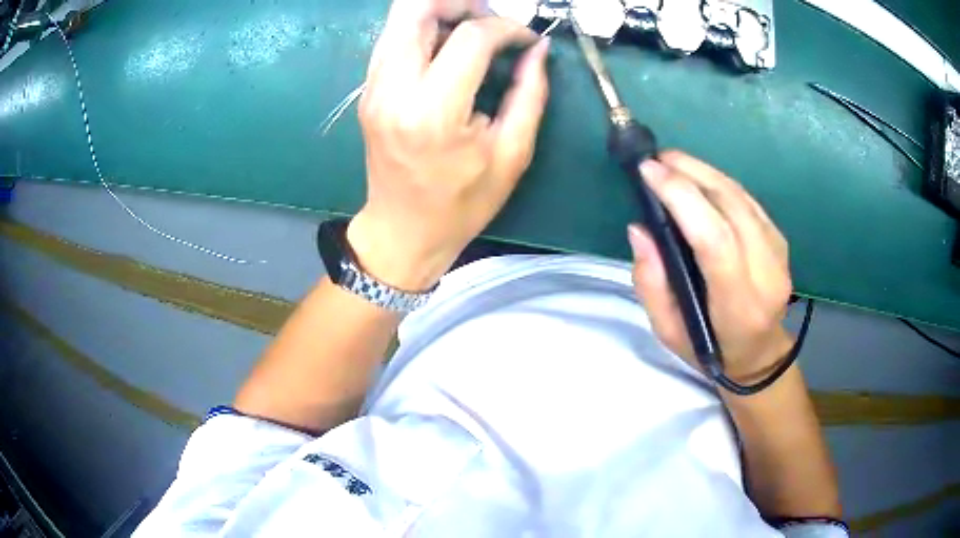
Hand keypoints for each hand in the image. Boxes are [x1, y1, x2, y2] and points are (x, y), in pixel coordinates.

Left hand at [346, 0, 550, 290]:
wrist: (402, 231)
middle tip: (490, 18)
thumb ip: (529, 93)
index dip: (507, 28)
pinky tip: (447, 45)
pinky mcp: (368, 90)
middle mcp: (394, 90)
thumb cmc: (461, 203)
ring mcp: (374, 88)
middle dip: (460, 2)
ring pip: (399, 18)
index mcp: (434, 111)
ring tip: (472, 27)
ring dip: (439, 11)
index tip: (526, 40)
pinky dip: (422, 28)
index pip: (471, 37)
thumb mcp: (511, 154)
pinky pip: (392, 38)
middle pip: (417, 9)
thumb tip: (538, 49)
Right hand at [629, 151, 794, 383]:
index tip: (649, 172)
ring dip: (704, 171)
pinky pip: (748, 200)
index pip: (715, 241)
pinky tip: (699, 177)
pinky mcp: (780, 240)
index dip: (683, 198)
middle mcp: (767, 275)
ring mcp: (779, 254)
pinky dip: (720, 182)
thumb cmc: (711, 351)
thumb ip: (651, 284)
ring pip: (741, 197)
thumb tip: (640, 229)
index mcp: (739, 307)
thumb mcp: (668, 333)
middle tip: (656, 159)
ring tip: (672, 161)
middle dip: (691, 174)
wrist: (760, 354)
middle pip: (731, 207)